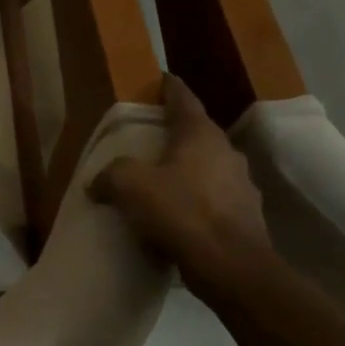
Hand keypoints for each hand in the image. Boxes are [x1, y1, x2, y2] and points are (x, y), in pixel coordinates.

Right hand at [89, 74, 271, 294]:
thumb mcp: (129, 186)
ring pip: (208, 167)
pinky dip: (197, 200)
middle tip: (151, 139)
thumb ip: (110, 176)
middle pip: (197, 133)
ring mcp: (242, 184)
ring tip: (163, 181)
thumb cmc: (180, 211)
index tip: (161, 80)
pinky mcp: (246, 216)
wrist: (230, 266)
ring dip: (188, 170)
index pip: (183, 99)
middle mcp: (226, 152)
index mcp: (199, 135)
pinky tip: (180, 217)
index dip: (169, 88)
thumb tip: (98, 182)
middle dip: (176, 134)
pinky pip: (215, 199)